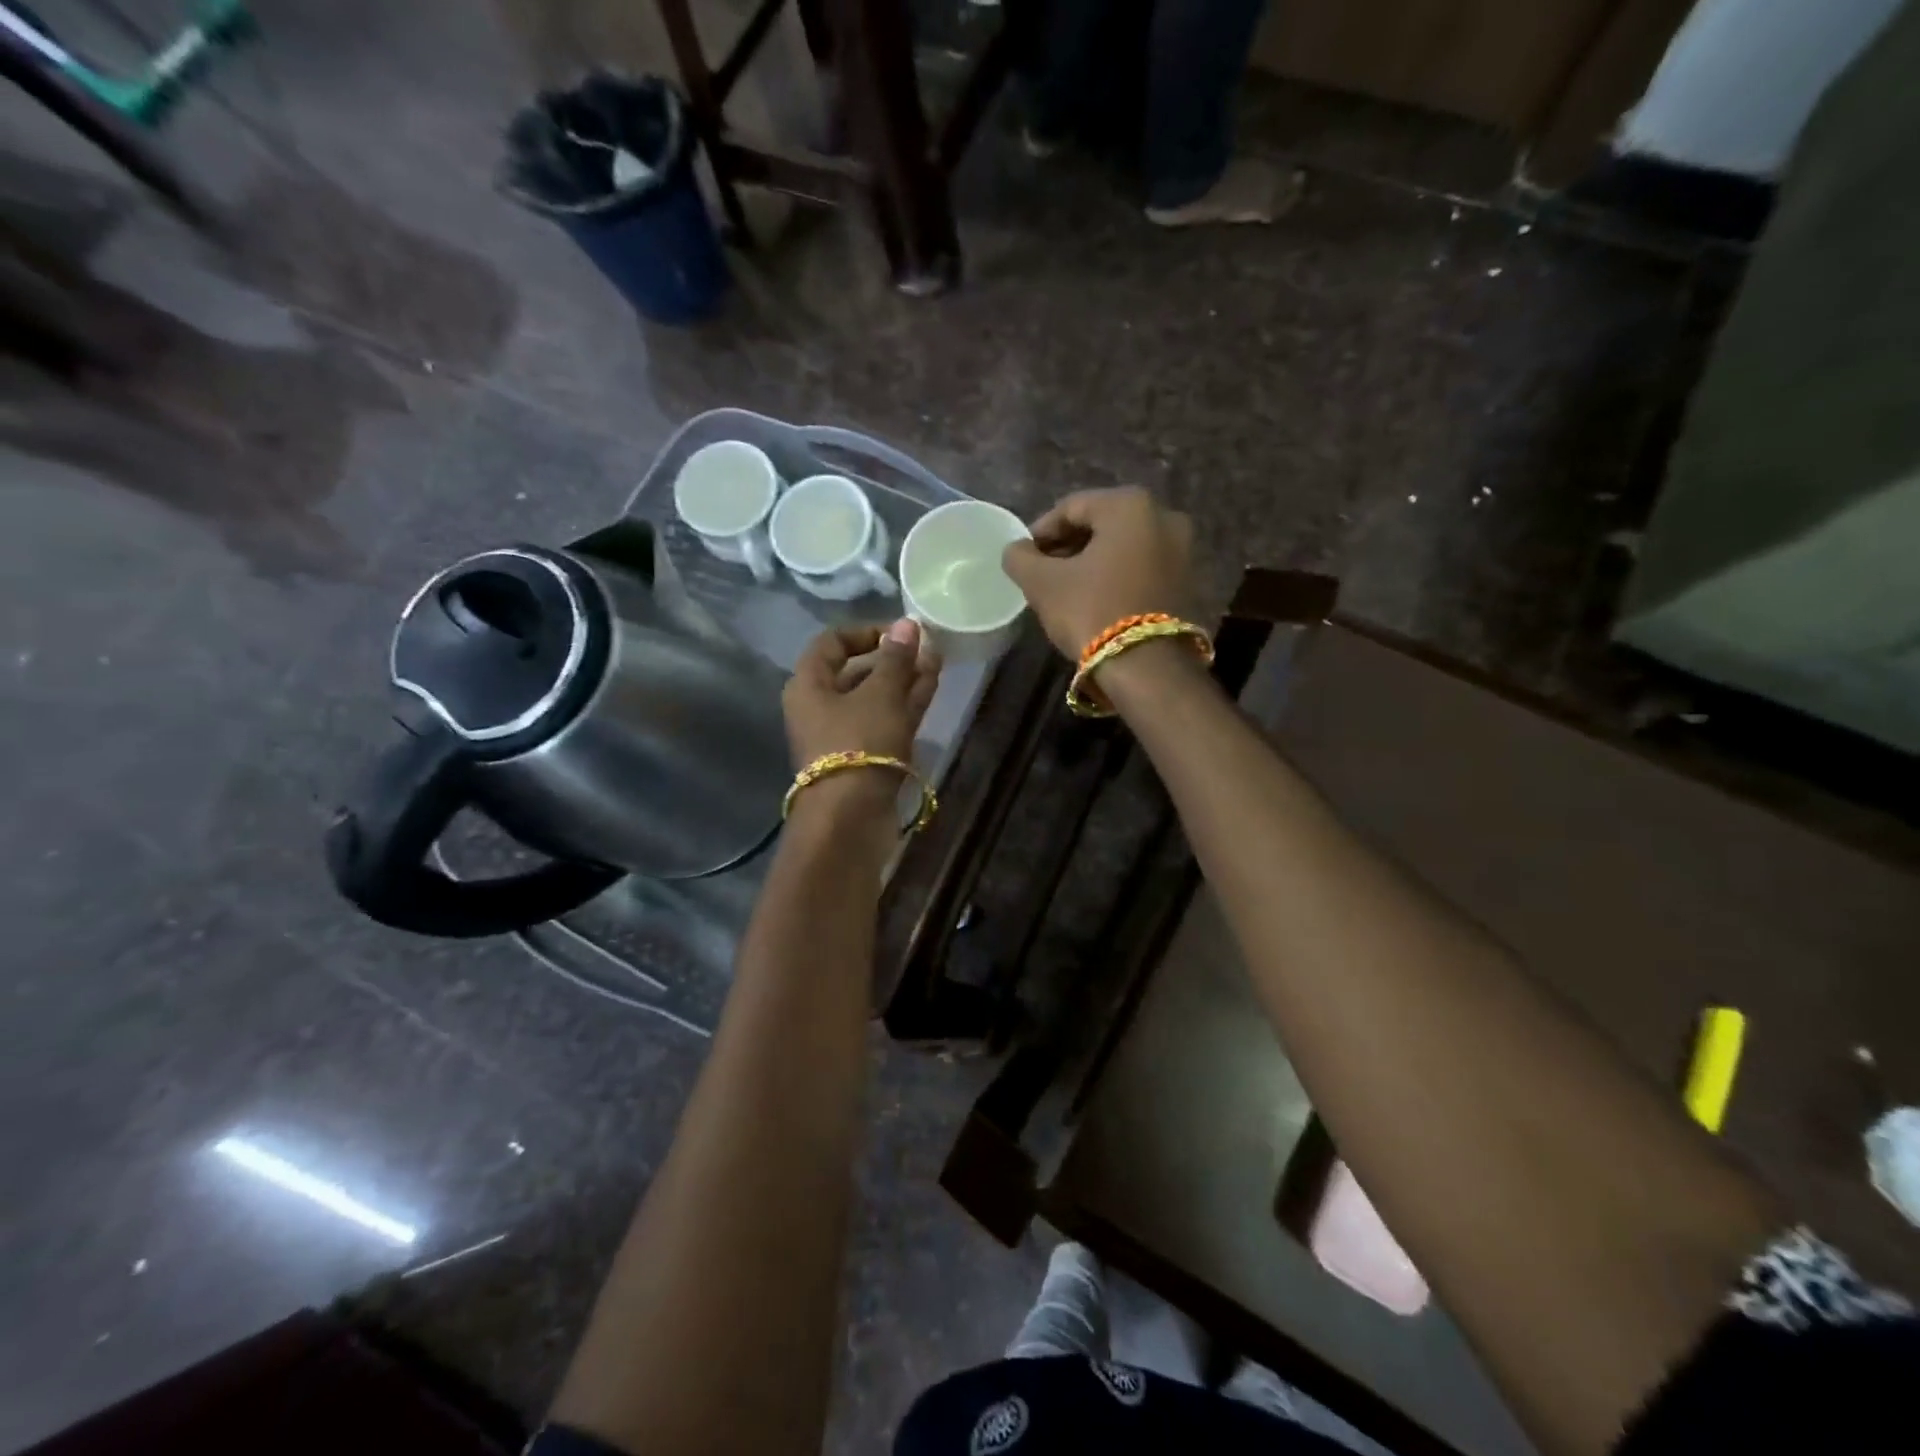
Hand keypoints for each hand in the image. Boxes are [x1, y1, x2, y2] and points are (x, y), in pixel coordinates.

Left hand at [783, 620, 941, 770]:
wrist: (851, 818)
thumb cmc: (859, 744)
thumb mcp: (881, 694)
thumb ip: (896, 658)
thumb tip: (907, 624)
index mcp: (809, 685)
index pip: (832, 642)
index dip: (866, 632)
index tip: (900, 632)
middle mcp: (820, 707)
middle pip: (856, 671)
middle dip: (892, 658)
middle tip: (926, 648)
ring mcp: (843, 734)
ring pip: (875, 697)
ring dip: (904, 680)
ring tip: (937, 662)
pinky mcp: (864, 757)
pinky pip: (885, 720)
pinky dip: (906, 703)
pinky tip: (932, 686)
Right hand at [1001, 487, 1195, 659]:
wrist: (1148, 668)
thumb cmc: (1092, 612)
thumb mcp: (1042, 584)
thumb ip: (1021, 558)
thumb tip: (1016, 550)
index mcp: (1130, 505)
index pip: (1071, 507)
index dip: (1041, 532)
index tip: (1024, 557)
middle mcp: (1165, 517)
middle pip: (1102, 525)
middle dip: (1069, 547)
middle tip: (1044, 574)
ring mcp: (1184, 551)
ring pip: (1125, 548)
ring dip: (1094, 563)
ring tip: (1068, 591)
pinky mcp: (1190, 582)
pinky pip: (1144, 569)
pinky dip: (1119, 577)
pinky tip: (1099, 601)